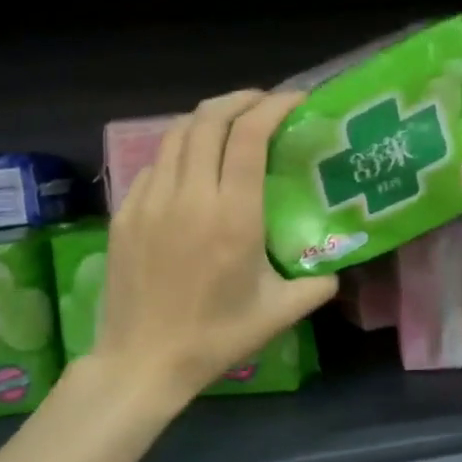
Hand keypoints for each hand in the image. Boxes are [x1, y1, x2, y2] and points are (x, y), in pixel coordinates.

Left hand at [99, 90, 337, 401]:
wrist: (142, 361)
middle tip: (262, 103)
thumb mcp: (279, 313)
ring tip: (227, 124)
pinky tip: (191, 167)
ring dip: (206, 119)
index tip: (294, 101)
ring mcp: (151, 200)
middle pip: (209, 120)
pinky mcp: (126, 213)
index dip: (273, 107)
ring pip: (176, 135)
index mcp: (232, 215)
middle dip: (240, 100)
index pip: (249, 136)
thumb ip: (317, 284)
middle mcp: (190, 195)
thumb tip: (334, 267)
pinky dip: (179, 151)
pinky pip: (155, 164)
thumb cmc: (215, 338)